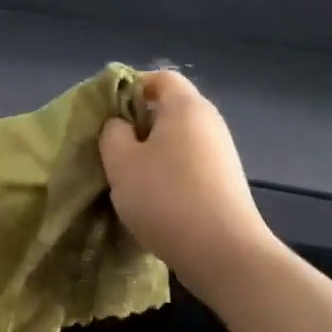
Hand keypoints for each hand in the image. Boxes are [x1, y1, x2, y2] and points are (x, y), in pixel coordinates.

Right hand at [99, 71, 276, 298]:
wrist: (223, 253)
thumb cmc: (165, 197)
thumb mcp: (120, 161)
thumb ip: (113, 133)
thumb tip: (122, 126)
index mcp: (186, 107)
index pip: (160, 77)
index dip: (131, 86)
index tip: (107, 111)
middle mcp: (209, 123)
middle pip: (169, 109)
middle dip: (137, 124)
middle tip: (110, 147)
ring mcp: (221, 154)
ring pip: (177, 140)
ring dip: (150, 153)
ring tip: (127, 178)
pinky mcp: (225, 183)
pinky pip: (188, 165)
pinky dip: (168, 174)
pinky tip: (152, 200)